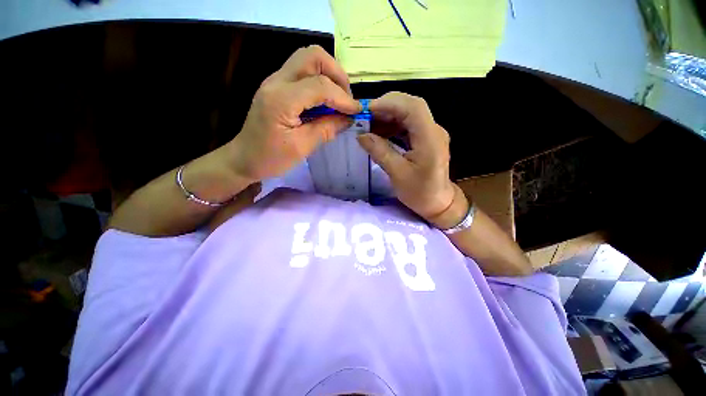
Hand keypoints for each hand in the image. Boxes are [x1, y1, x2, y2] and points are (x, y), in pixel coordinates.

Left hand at [227, 45, 360, 181]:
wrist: (244, 158)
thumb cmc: (270, 158)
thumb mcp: (302, 148)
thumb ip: (326, 130)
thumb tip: (348, 119)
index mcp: (281, 99)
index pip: (320, 85)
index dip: (343, 97)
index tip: (357, 111)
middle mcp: (277, 81)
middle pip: (313, 56)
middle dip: (337, 75)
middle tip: (346, 99)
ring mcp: (275, 80)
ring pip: (308, 59)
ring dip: (329, 75)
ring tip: (338, 99)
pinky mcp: (277, 86)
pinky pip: (303, 72)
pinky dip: (320, 81)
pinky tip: (325, 101)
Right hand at [357, 92, 465, 226]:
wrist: (439, 203)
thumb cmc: (420, 192)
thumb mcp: (397, 174)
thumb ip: (380, 152)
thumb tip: (361, 136)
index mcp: (430, 138)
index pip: (413, 108)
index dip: (389, 103)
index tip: (367, 110)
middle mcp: (433, 130)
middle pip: (411, 106)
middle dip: (386, 107)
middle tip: (365, 116)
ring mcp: (431, 133)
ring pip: (409, 114)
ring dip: (388, 116)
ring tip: (369, 124)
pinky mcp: (426, 138)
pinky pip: (408, 125)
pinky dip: (392, 125)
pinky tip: (380, 132)